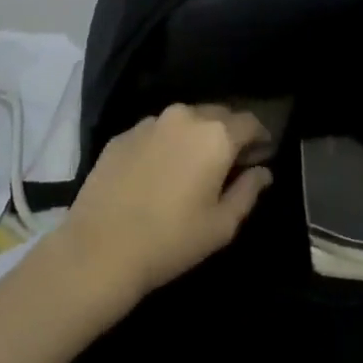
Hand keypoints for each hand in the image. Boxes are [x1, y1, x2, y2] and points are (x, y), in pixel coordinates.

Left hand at [56, 104, 273, 302]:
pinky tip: (161, 170)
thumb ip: (248, 191)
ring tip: (195, 164)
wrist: (100, 248)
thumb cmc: (172, 240)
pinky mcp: (123, 134)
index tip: (263, 154)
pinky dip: (167, 142)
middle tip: (232, 160)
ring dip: (197, 135)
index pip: (250, 121)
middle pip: (218, 114)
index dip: (261, 136)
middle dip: (230, 132)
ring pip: (185, 120)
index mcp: (215, 135)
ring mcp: (150, 122)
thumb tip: (263, 171)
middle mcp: (184, 116)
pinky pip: (156, 131)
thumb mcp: (222, 225)